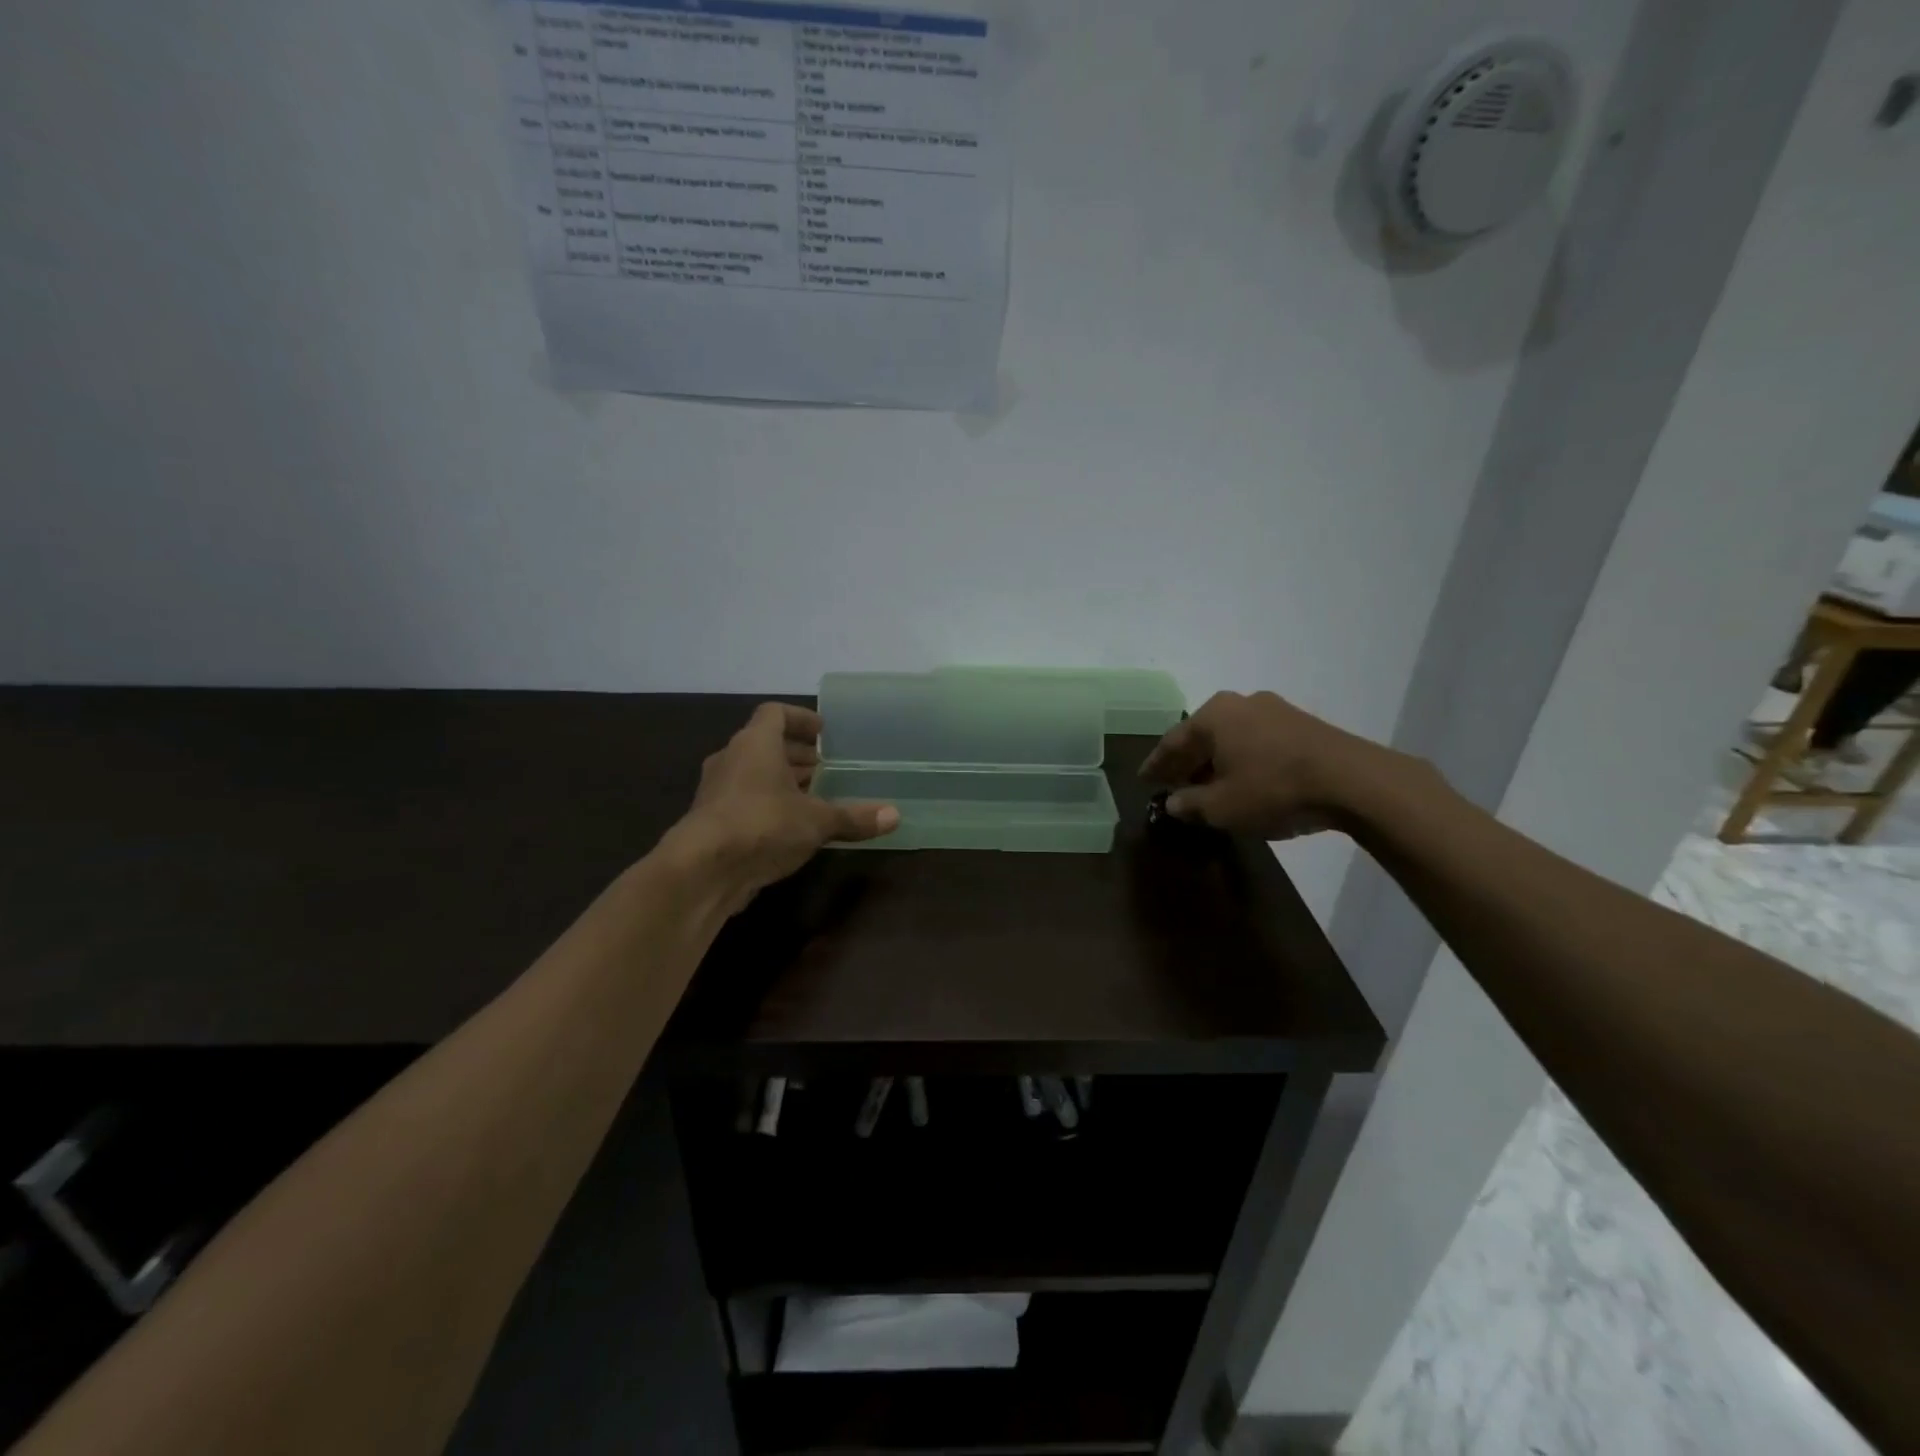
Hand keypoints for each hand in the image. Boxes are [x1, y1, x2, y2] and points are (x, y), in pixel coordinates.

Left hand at [666, 703, 897, 911]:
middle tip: (824, 767)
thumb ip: (855, 817)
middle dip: (795, 754)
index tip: (823, 732)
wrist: (701, 870)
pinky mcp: (710, 821)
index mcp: (755, 744)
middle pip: (764, 744)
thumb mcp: (817, 821)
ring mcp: (716, 791)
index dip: (800, 719)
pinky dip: (766, 805)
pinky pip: (743, 801)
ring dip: (780, 781)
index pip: (775, 714)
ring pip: (752, 774)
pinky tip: (789, 827)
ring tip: (812, 797)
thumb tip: (895, 816)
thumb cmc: (762, 825)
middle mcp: (731, 759)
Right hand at [1139, 691, 1393, 838]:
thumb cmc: (1273, 789)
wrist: (1354, 781)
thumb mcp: (1221, 807)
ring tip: (1208, 786)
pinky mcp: (1303, 724)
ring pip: (1232, 738)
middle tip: (1172, 784)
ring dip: (1217, 762)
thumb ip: (1190, 804)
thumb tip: (1174, 803)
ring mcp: (1276, 710)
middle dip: (1187, 762)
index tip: (1143, 780)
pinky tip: (1245, 781)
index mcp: (1213, 715)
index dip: (1155, 765)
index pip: (1172, 741)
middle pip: (1203, 736)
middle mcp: (1241, 703)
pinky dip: (1243, 760)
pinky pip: (1258, 742)